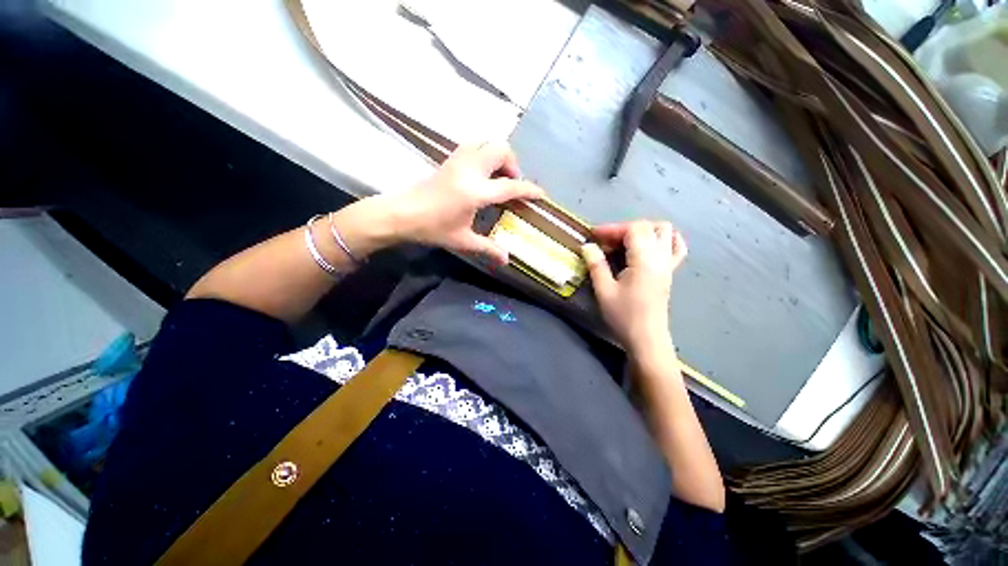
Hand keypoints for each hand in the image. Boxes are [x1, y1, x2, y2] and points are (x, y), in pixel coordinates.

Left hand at [390, 142, 544, 264]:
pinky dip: (484, 153)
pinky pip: (474, 146)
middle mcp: (470, 170)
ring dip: (498, 156)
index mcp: (476, 192)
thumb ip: (488, 248)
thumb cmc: (432, 228)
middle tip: (511, 184)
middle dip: (513, 164)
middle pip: (501, 150)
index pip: (510, 186)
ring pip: (486, 142)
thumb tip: (507, 260)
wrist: (400, 214)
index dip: (529, 189)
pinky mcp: (449, 159)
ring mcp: (458, 161)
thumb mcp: (462, 241)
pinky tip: (482, 173)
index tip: (541, 194)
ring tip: (497, 177)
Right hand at [581, 221, 687, 353]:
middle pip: (648, 227)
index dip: (613, 228)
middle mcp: (661, 257)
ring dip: (643, 231)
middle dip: (624, 229)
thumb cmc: (624, 316)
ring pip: (665, 232)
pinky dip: (663, 239)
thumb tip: (588, 246)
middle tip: (606, 242)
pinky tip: (649, 246)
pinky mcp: (670, 273)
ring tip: (624, 242)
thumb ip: (596, 265)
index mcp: (645, 260)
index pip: (634, 229)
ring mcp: (669, 264)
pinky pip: (675, 247)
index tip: (594, 236)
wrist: (646, 338)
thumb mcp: (604, 290)